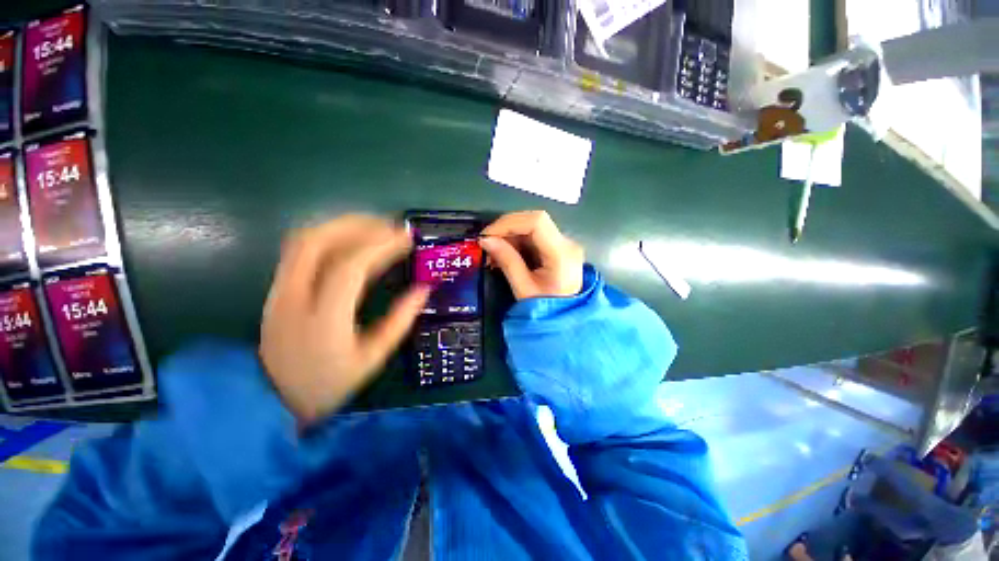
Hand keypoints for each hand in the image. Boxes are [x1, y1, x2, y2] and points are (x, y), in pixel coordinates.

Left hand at [260, 215, 429, 425]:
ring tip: (374, 226)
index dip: (382, 247)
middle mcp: (294, 297)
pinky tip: (350, 239)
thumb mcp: (372, 359)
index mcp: (323, 319)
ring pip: (304, 240)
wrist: (269, 400)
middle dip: (359, 225)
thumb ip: (399, 321)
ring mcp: (279, 290)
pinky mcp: (276, 288)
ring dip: (342, 225)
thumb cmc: (327, 383)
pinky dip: (328, 235)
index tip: (407, 238)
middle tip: (391, 225)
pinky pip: (300, 249)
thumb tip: (424, 289)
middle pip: (318, 242)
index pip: (351, 268)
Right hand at [480, 210, 583, 299]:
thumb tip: (486, 240)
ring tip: (494, 252)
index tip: (488, 235)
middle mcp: (567, 243)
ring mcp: (564, 245)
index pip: (537, 222)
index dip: (509, 223)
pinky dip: (517, 242)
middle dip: (507, 229)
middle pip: (535, 221)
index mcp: (562, 253)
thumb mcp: (523, 288)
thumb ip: (507, 261)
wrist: (563, 321)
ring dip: (510, 236)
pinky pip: (535, 237)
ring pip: (533, 227)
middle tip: (487, 243)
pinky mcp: (558, 249)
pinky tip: (505, 253)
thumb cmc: (545, 309)